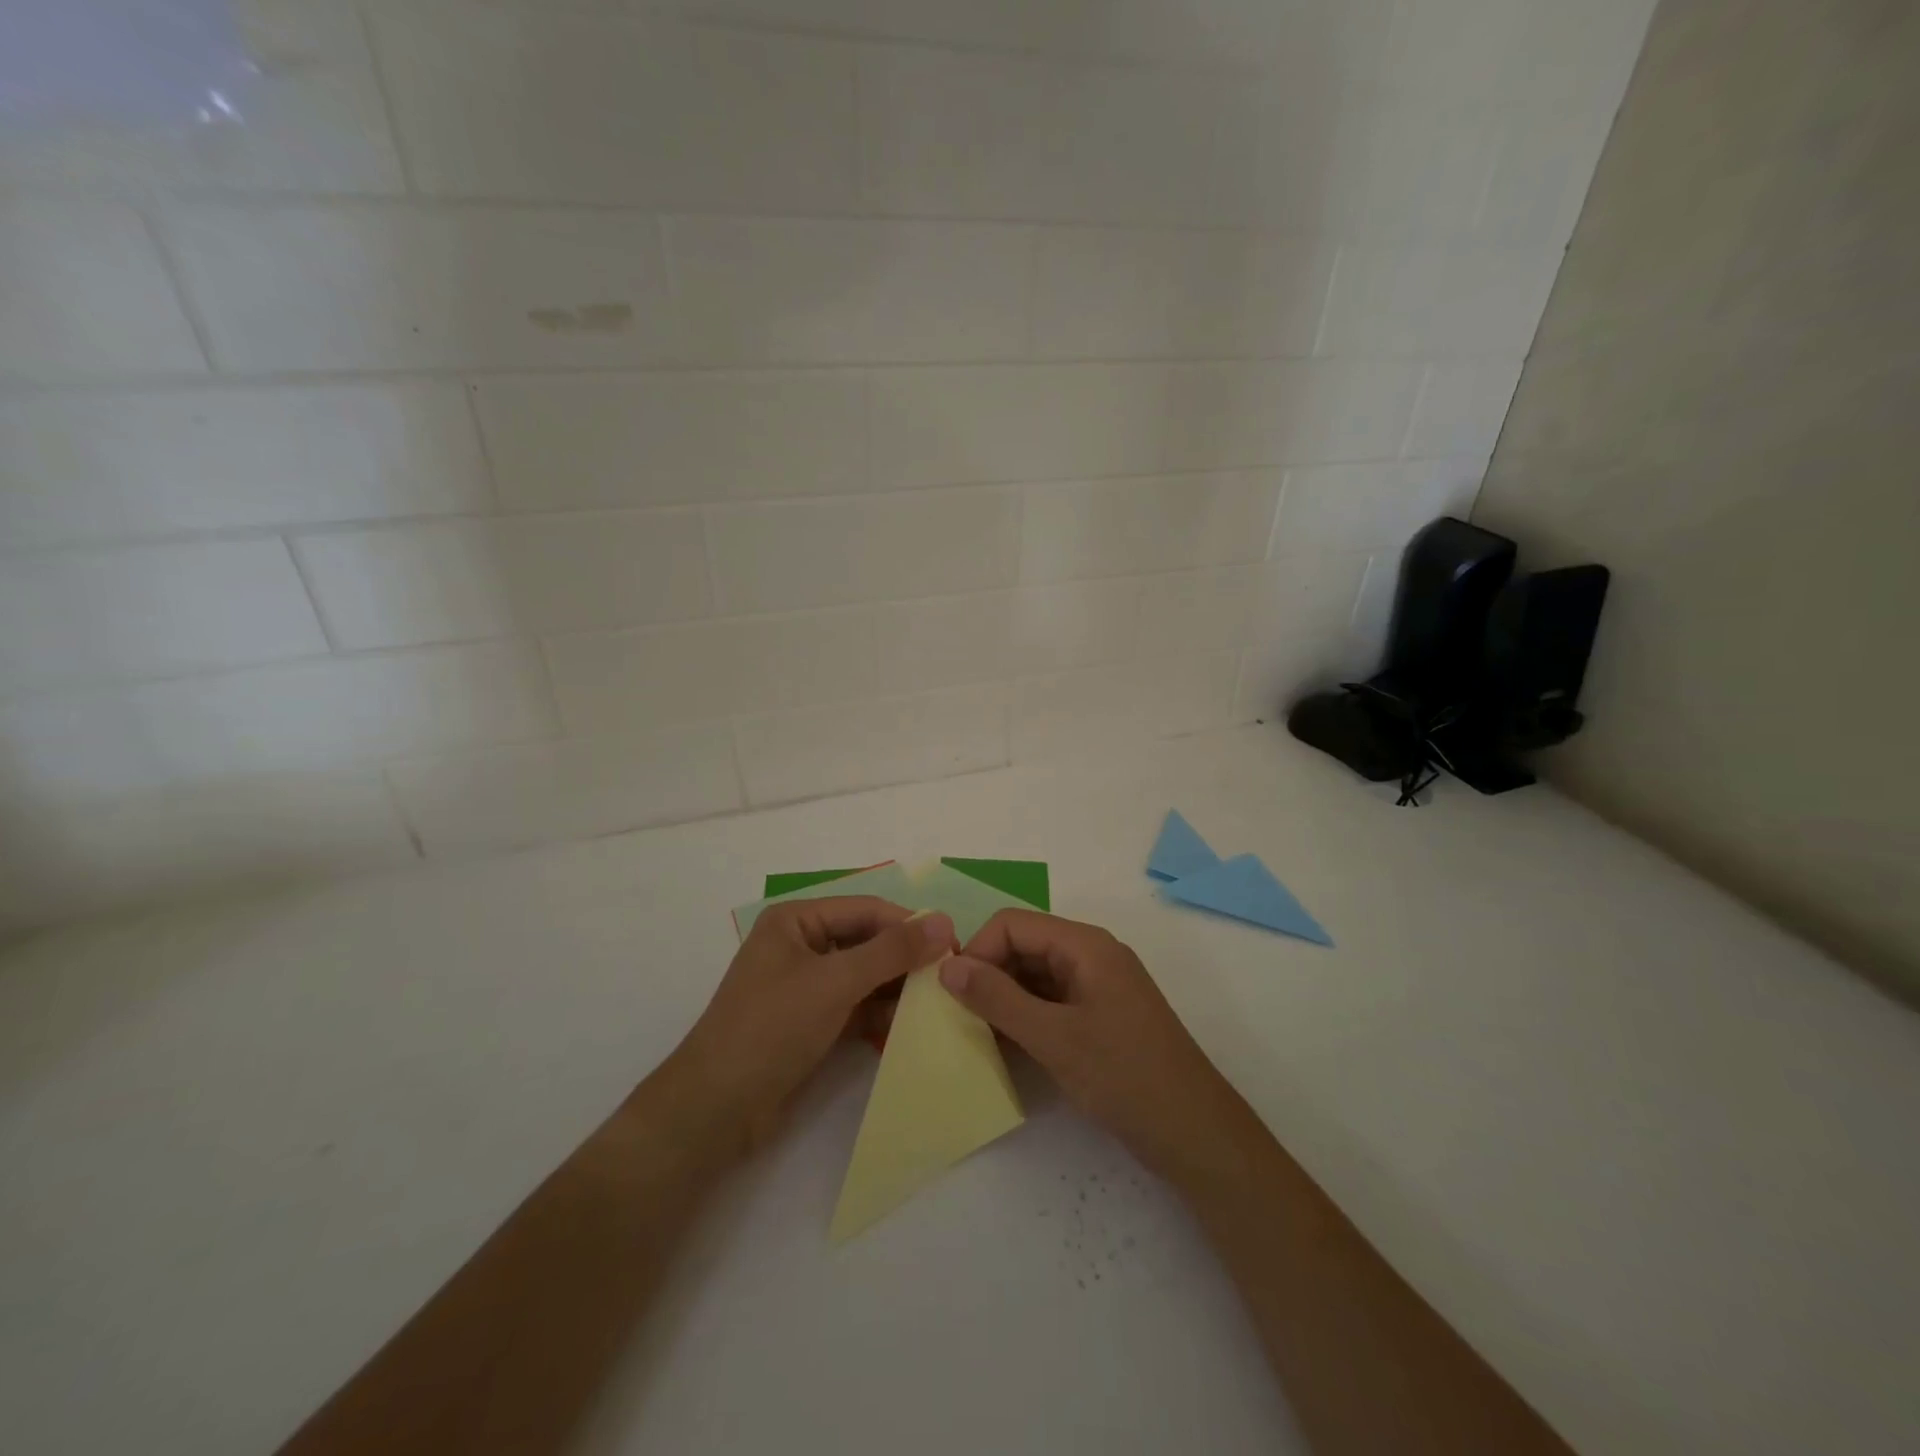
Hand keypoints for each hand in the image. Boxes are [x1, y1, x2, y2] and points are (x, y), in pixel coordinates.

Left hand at [669, 898, 954, 1153]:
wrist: (715, 1110)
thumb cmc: (772, 1028)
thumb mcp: (835, 982)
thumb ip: (892, 951)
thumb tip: (945, 922)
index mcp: (796, 921)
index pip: (866, 910)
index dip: (909, 924)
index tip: (955, 944)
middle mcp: (801, 945)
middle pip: (867, 941)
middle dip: (905, 959)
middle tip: (951, 977)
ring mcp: (806, 986)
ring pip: (865, 976)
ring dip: (897, 988)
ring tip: (939, 1003)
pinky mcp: (811, 1022)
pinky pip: (856, 1006)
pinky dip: (881, 1013)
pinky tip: (911, 1026)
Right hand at [940, 910, 1255, 1186]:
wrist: (1196, 1134)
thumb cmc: (1125, 1077)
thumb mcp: (1054, 1038)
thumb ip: (998, 999)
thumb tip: (947, 967)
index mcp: (1084, 944)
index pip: (1013, 924)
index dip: (978, 950)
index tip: (953, 994)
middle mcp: (1090, 954)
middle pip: (1023, 945)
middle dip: (987, 974)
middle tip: (957, 1017)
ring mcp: (1097, 986)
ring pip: (1034, 974)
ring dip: (1003, 998)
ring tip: (975, 1034)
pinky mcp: (1100, 1016)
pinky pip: (1050, 1000)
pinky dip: (1024, 1016)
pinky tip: (1004, 1046)